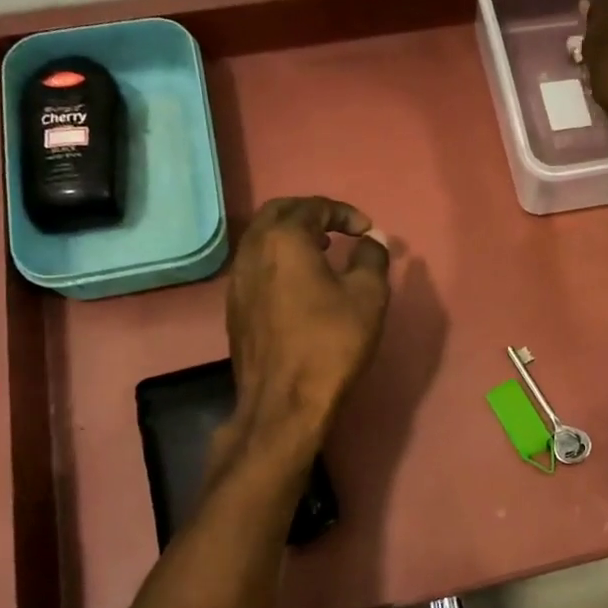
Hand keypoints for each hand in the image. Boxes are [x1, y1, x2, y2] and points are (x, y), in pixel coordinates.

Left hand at [223, 197, 390, 447]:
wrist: (285, 401)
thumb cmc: (331, 342)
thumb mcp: (368, 296)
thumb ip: (372, 258)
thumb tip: (372, 240)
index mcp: (284, 239)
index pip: (313, 207)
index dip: (344, 213)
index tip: (366, 230)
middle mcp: (253, 251)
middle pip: (278, 213)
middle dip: (310, 214)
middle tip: (337, 228)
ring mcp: (238, 280)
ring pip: (262, 239)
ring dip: (291, 236)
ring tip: (321, 252)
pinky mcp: (235, 307)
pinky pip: (256, 266)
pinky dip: (279, 260)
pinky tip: (300, 284)